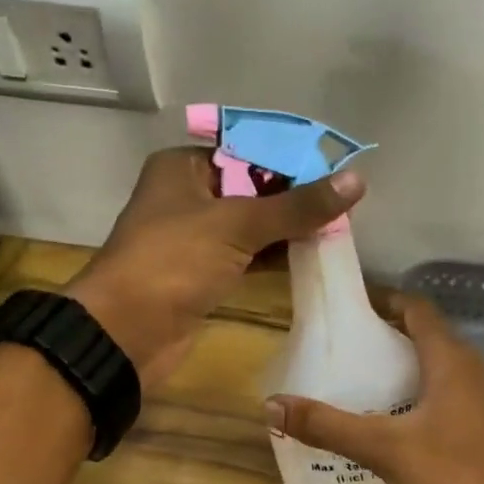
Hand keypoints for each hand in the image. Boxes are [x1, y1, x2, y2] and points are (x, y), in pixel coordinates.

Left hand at [66, 147, 362, 385]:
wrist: (127, 332)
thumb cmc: (174, 262)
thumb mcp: (237, 225)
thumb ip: (296, 206)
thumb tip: (356, 180)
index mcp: (183, 167)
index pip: (248, 151)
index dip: (292, 161)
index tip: (338, 172)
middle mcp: (187, 197)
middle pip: (252, 189)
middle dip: (294, 198)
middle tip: (344, 206)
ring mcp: (193, 240)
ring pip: (250, 227)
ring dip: (287, 230)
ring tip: (337, 230)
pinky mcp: (201, 276)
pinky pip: (244, 258)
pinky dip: (273, 257)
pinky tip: (308, 257)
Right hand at [264, 297, 483, 483]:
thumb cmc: (455, 478)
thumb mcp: (385, 449)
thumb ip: (329, 426)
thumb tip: (272, 405)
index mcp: (451, 360)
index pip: (415, 308)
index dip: (381, 301)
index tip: (342, 310)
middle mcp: (470, 371)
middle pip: (421, 338)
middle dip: (379, 340)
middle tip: (335, 353)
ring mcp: (480, 403)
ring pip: (430, 373)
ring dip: (394, 374)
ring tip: (349, 388)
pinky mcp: (480, 432)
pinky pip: (438, 401)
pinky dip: (408, 402)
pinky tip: (381, 429)